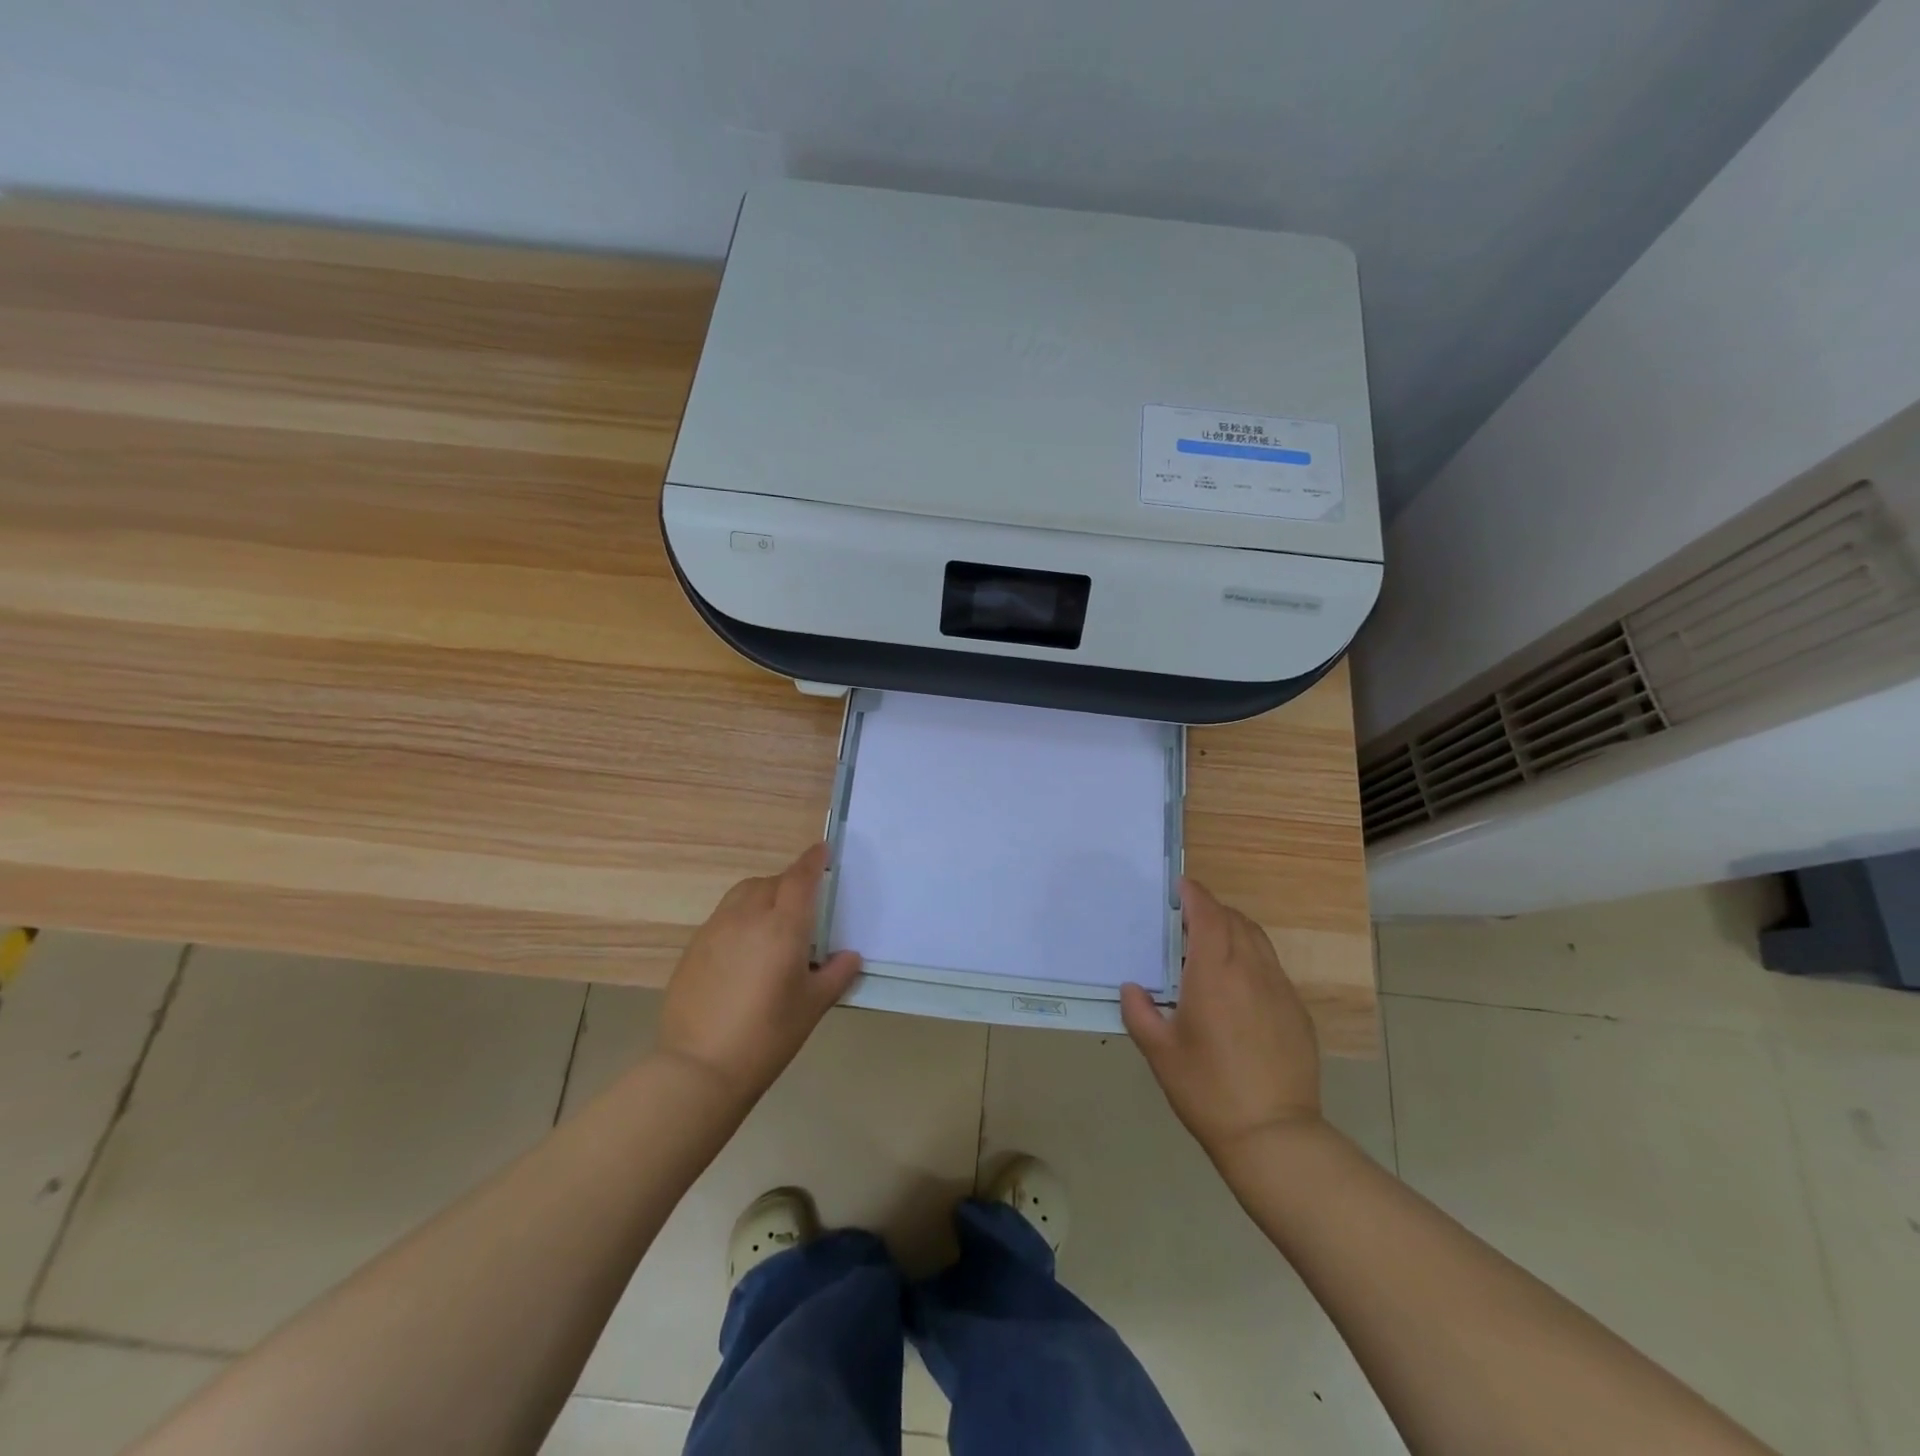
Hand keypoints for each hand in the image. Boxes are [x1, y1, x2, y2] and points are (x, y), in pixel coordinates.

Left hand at [656, 844, 861, 1106]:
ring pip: (743, 894)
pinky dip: (740, 918)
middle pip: (771, 882)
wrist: (699, 1067)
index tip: (823, 850)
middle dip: (789, 883)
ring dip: (762, 895)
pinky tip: (744, 950)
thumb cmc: (768, 1035)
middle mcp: (747, 917)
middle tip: (803, 904)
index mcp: (782, 926)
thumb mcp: (813, 1006)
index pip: (800, 878)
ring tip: (772, 922)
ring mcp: (715, 930)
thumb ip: (836, 974)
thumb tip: (850, 956)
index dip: (813, 860)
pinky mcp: (693, 948)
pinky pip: (723, 917)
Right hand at [1120, 877, 1321, 1162]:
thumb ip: (1139, 1011)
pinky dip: (1250, 957)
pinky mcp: (1296, 1011)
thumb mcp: (1159, 1051)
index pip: (1208, 914)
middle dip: (1211, 910)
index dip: (1195, 894)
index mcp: (1214, 973)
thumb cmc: (1207, 1089)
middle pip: (1235, 920)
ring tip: (1210, 945)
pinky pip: (1271, 967)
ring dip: (1233, 930)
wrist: (1273, 1135)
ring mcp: (1280, 989)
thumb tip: (1133, 988)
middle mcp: (1251, 970)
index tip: (1179, 887)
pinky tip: (1236, 986)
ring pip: (1257, 940)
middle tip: (1186, 919)